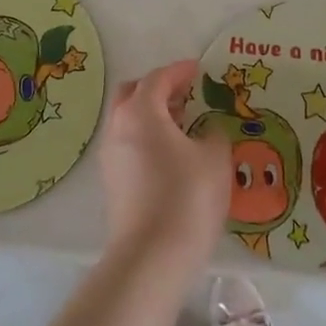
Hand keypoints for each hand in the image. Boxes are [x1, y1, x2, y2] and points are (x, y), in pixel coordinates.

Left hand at [99, 60, 230, 273]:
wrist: (152, 256)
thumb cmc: (187, 197)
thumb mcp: (214, 158)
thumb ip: (213, 134)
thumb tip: (206, 131)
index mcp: (140, 111)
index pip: (158, 78)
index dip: (180, 71)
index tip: (199, 69)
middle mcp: (118, 127)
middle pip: (133, 93)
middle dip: (158, 88)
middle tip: (186, 94)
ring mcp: (110, 155)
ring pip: (128, 120)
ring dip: (152, 114)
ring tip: (184, 125)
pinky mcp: (112, 181)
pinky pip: (128, 144)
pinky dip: (147, 137)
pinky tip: (172, 154)